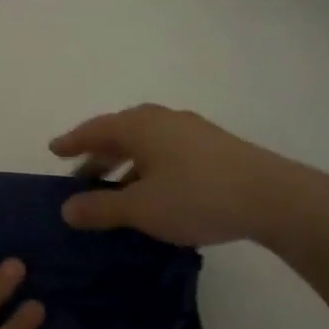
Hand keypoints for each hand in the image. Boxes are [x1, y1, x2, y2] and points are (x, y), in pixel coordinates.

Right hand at [49, 103, 328, 247]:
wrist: (274, 198)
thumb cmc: (197, 197)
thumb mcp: (141, 208)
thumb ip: (101, 208)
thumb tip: (66, 209)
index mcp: (139, 126)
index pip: (95, 129)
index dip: (73, 142)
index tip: (55, 150)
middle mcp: (163, 119)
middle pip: (120, 132)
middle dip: (99, 153)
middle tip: (82, 174)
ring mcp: (192, 130)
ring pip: (146, 142)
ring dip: (126, 161)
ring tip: (117, 186)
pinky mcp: (215, 146)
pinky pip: (167, 150)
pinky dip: (150, 165)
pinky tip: (156, 189)